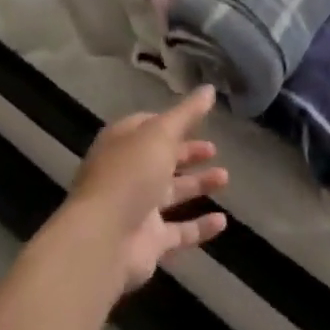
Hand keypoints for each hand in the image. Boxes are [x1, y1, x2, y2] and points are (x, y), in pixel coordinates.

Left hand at [66, 88, 229, 294]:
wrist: (104, 239)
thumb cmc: (130, 174)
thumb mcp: (160, 134)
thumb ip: (186, 114)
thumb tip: (209, 88)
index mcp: (122, 143)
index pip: (147, 126)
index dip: (171, 122)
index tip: (196, 120)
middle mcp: (128, 173)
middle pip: (161, 159)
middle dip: (187, 153)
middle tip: (214, 149)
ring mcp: (137, 208)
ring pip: (172, 193)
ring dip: (198, 185)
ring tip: (225, 177)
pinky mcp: (149, 241)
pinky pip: (179, 231)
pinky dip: (200, 227)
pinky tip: (222, 222)